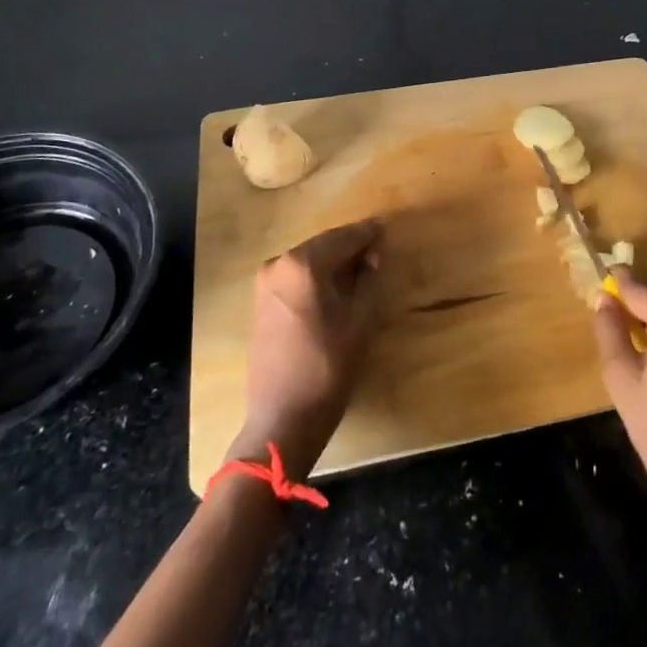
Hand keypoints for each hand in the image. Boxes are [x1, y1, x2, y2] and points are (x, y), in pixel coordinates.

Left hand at [228, 219, 382, 479]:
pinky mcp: (261, 303)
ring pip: (308, 261)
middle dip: (350, 247)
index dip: (368, 234)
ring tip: (361, 268)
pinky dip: (317, 276)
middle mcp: (278, 264)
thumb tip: (371, 255)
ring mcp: (265, 284)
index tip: (386, 227)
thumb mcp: (360, 319)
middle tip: (378, 249)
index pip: (343, 238)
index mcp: (302, 264)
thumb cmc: (328, 367)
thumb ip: (369, 278)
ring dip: (333, 261)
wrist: (282, 419)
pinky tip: (336, 286)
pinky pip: (295, 277)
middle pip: (323, 246)